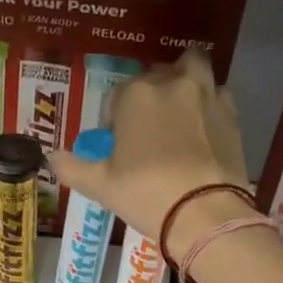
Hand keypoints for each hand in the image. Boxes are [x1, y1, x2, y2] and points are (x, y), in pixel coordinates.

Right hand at [47, 50, 247, 253]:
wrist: (204, 213)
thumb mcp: (101, 185)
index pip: (117, 96)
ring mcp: (206, 95)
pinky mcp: (232, 113)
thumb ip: (72, 167)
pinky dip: (208, 103)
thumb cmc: (146, 194)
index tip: (117, 143)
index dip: (114, 118)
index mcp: (135, 95)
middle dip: (151, 92)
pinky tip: (203, 129)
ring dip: (184, 81)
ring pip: (193, 69)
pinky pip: (217, 94)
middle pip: (157, 75)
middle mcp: (171, 83)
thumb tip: (50, 157)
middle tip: (148, 126)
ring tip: (179, 113)